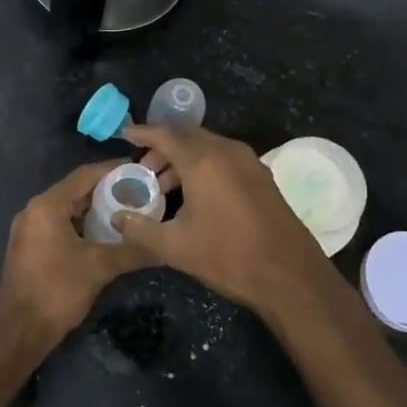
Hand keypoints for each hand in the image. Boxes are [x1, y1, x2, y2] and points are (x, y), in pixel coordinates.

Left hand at [0, 161, 145, 351]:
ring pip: (69, 210)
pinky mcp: (31, 248)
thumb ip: (132, 250)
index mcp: (47, 205)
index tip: (140, 170)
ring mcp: (30, 230)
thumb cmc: (56, 291)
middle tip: (139, 192)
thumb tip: (164, 245)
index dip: (114, 170)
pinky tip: (106, 235)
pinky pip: (61, 226)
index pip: (85, 175)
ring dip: (96, 210)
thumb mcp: (99, 267)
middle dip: (108, 191)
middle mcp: (35, 210)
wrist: (18, 333)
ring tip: (128, 212)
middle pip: (76, 190)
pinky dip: (83, 226)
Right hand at [114, 125, 337, 321]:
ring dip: (184, 157)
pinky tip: (196, 192)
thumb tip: (117, 217)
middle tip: (143, 167)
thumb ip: (140, 229)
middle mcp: (227, 151)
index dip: (143, 133)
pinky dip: (204, 164)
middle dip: (163, 146)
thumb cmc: (227, 256)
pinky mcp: (261, 176)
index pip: (165, 134)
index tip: (125, 135)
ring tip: (165, 185)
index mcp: (203, 160)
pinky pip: (225, 158)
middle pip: (188, 136)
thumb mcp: (175, 247)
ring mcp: (248, 161)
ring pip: (208, 146)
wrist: (289, 274)